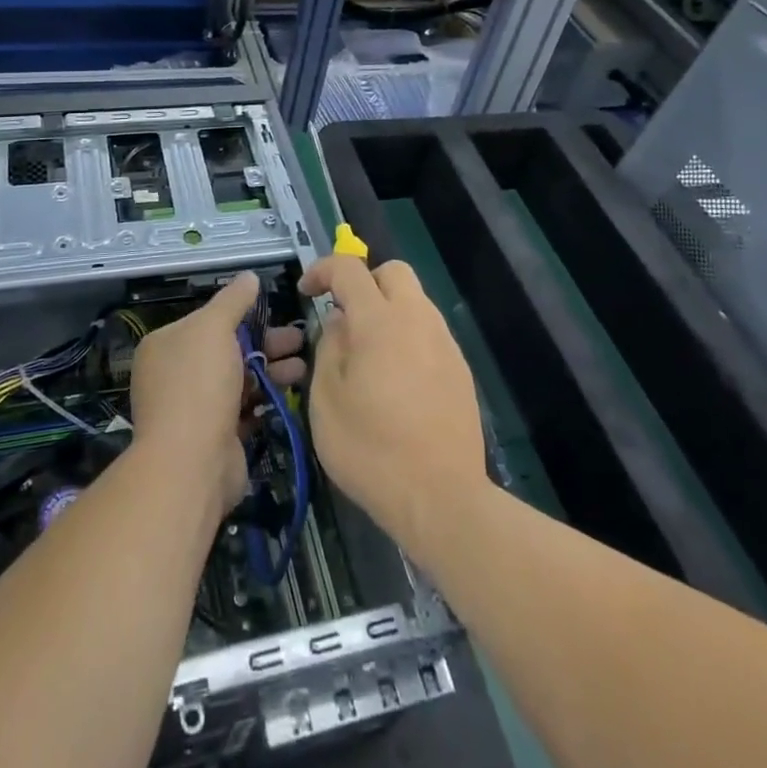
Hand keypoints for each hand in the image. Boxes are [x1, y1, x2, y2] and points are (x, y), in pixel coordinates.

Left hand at [128, 273, 305, 519]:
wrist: (191, 464)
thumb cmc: (199, 385)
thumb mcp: (214, 328)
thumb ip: (233, 300)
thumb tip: (250, 276)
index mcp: (166, 344)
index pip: (208, 321)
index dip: (243, 316)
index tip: (276, 314)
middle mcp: (175, 374)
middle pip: (227, 349)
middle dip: (266, 344)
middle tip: (300, 340)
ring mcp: (194, 408)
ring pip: (239, 379)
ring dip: (271, 371)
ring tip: (304, 367)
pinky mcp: (214, 436)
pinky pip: (243, 409)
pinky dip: (265, 400)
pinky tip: (290, 393)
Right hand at [300, 254, 487, 562]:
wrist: (442, 498)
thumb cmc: (371, 450)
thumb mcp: (326, 400)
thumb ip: (329, 348)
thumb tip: (340, 322)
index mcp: (379, 321)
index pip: (349, 269)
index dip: (322, 270)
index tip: (306, 292)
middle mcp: (417, 319)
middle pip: (393, 272)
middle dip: (364, 282)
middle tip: (343, 315)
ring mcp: (444, 343)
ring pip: (415, 301)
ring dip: (388, 310)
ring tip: (367, 353)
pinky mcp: (460, 369)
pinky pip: (429, 332)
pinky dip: (407, 336)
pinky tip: (395, 379)